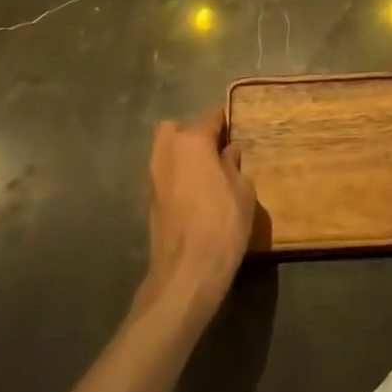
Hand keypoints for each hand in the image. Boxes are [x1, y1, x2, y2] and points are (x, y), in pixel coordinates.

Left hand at [140, 108, 256, 319]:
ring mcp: (153, 178)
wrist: (186, 274)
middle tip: (215, 149)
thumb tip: (228, 152)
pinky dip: (177, 177)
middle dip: (193, 133)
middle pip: (176, 129)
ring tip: (207, 173)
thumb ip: (234, 165)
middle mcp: (167, 152)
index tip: (238, 121)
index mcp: (192, 142)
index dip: (226, 118)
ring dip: (183, 156)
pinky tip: (196, 194)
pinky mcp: (149, 202)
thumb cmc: (222, 224)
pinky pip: (165, 175)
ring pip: (166, 152)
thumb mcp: (242, 191)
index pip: (212, 117)